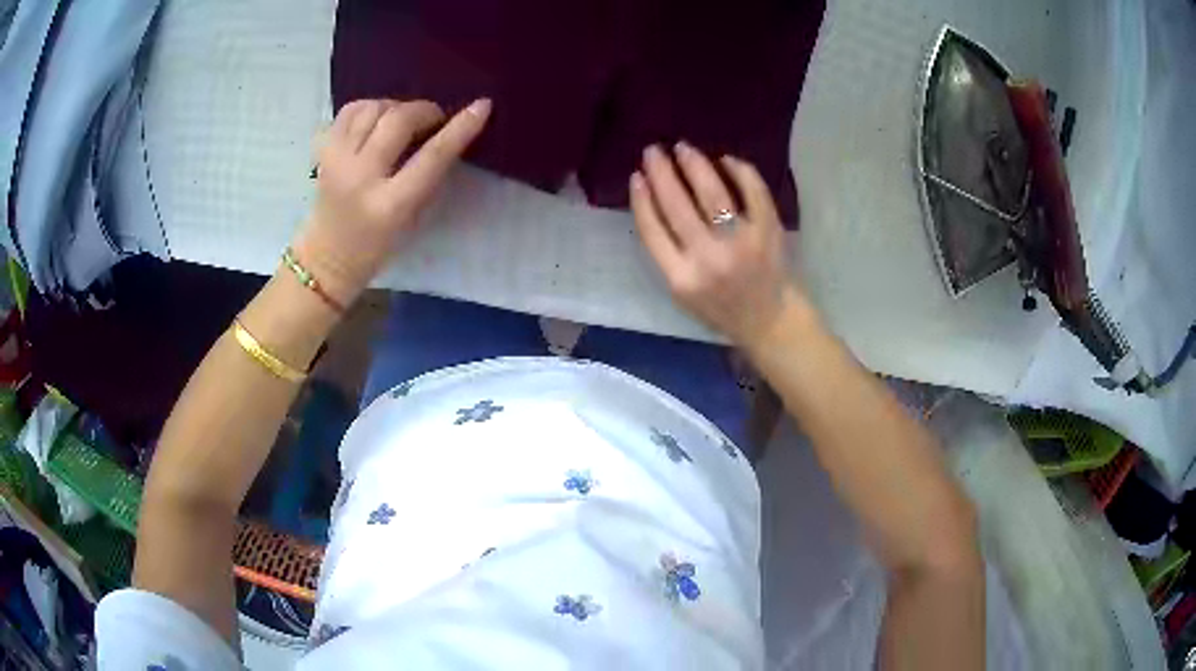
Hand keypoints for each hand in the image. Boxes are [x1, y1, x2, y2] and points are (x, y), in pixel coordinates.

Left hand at [292, 98, 491, 305]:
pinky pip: (349, 111)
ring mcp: (336, 160)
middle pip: (398, 121)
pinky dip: (368, 108)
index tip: (482, 107)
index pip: (432, 157)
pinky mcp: (322, 151)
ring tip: (403, 120)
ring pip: (372, 108)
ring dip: (396, 107)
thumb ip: (427, 176)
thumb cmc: (375, 246)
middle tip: (433, 120)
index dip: (460, 128)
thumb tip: (443, 132)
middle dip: (424, 111)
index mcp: (389, 204)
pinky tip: (376, 120)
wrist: (325, 258)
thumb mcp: (411, 218)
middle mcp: (360, 177)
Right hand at [630, 143, 806, 350]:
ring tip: (683, 148)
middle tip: (654, 151)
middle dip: (662, 173)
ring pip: (712, 194)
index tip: (637, 176)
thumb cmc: (721, 309)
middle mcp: (709, 259)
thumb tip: (653, 200)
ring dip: (695, 165)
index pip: (652, 230)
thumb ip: (666, 254)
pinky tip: (726, 160)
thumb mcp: (682, 293)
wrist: (770, 321)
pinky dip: (740, 170)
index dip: (641, 199)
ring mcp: (741, 243)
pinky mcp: (768, 231)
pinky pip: (753, 191)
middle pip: (677, 205)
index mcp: (681, 278)